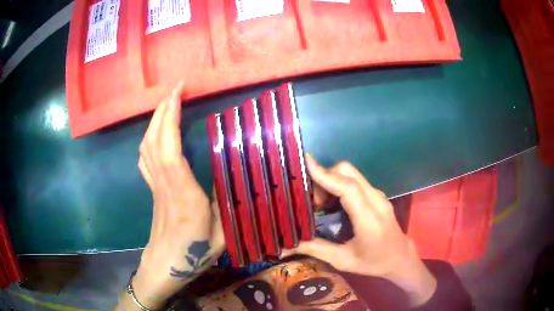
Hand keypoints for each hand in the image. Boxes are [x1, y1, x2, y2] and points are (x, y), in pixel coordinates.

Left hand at [123, 83, 224, 309]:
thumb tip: (236, 175)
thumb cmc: (193, 253)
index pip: (171, 149)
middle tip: (176, 89)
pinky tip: (156, 131)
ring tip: (167, 104)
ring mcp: (154, 185)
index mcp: (184, 195)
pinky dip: (149, 137)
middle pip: (155, 140)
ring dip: (155, 120)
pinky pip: (144, 156)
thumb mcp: (223, 233)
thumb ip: (229, 203)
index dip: (171, 118)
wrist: (164, 266)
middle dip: (163, 110)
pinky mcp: (151, 188)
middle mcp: (165, 184)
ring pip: (146, 146)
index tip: (178, 94)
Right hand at [283, 155, 436, 306]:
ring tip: (320, 203)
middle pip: (349, 172)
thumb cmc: (374, 262)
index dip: (327, 174)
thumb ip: (316, 249)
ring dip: (332, 180)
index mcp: (368, 219)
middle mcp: (376, 200)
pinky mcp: (377, 195)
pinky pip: (356, 181)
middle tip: (312, 200)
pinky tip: (333, 203)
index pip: (348, 188)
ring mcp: (378, 195)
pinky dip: (340, 184)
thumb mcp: (344, 260)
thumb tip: (288, 245)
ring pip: (352, 174)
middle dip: (325, 177)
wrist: (401, 257)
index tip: (306, 163)